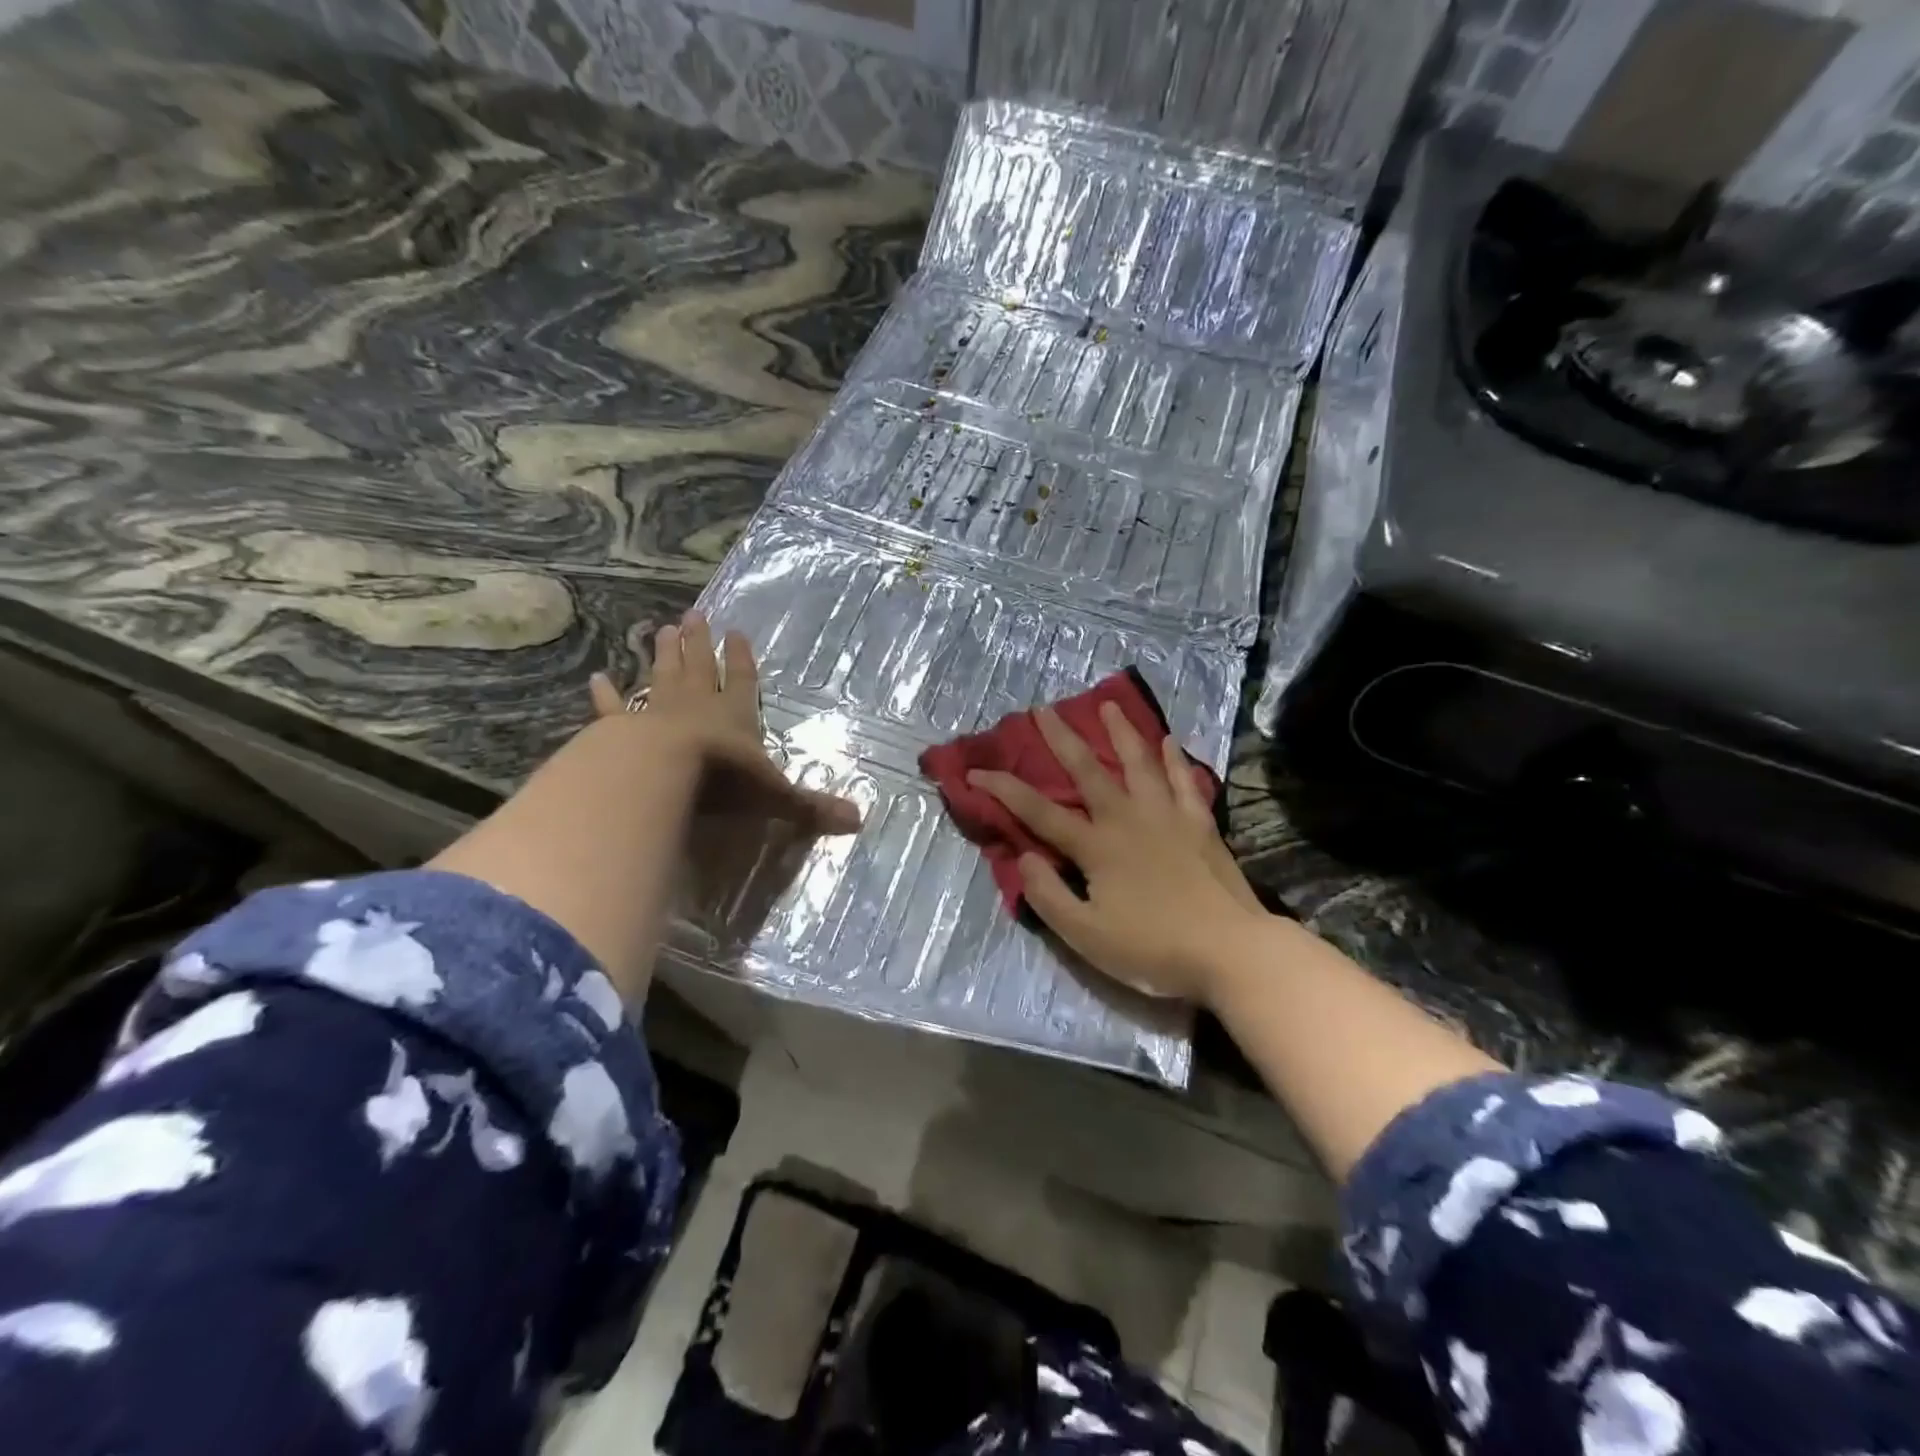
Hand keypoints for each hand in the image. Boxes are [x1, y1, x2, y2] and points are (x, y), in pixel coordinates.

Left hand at [590, 611, 860, 834]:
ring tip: (663, 629)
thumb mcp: (775, 796)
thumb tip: (859, 821)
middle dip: (698, 644)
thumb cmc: (722, 780)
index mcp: (735, 717)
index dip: (741, 659)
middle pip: (699, 669)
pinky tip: (597, 678)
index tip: (736, 632)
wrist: (661, 776)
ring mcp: (657, 716)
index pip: (742, 682)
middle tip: (693, 615)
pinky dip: (607, 695)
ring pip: (662, 678)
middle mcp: (697, 708)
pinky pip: (614, 709)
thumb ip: (811, 808)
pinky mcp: (621, 732)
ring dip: (663, 655)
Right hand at [969, 704, 1266, 1003]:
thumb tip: (1023, 856)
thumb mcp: (1086, 936)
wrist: (1230, 951)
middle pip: (1088, 770)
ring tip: (1108, 705)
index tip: (976, 771)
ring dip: (1120, 732)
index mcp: (1096, 846)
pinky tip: (1168, 740)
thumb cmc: (1153, 948)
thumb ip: (1049, 896)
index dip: (1004, 790)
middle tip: (1043, 709)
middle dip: (1061, 738)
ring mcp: (1167, 816)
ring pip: (1139, 762)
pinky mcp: (1200, 823)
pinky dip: (1174, 759)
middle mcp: (1128, 818)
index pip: (1039, 811)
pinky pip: (1184, 781)